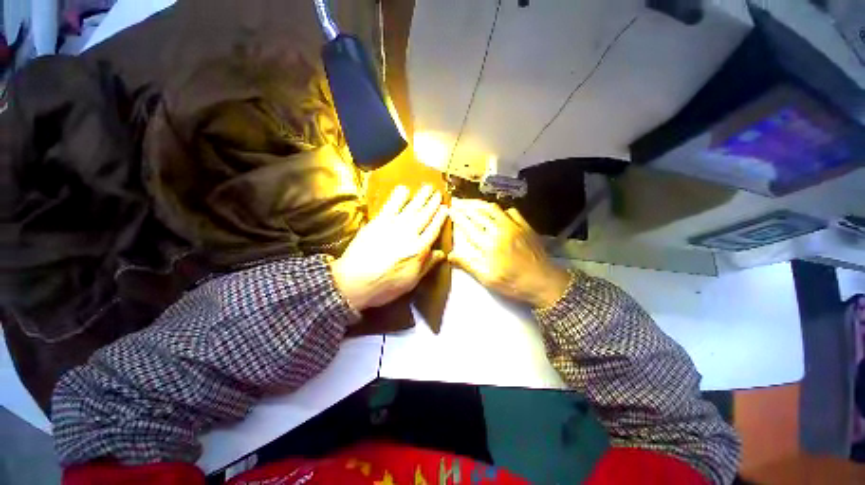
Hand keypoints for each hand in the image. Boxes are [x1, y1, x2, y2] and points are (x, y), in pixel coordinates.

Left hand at [330, 185, 446, 309]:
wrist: (354, 282)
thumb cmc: (385, 285)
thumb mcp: (411, 281)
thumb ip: (427, 265)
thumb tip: (442, 253)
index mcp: (419, 249)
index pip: (433, 229)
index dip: (440, 218)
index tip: (445, 208)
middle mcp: (409, 234)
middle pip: (424, 215)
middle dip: (432, 203)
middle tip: (438, 192)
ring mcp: (393, 226)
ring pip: (411, 208)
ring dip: (421, 196)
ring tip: (427, 187)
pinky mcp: (378, 222)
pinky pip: (391, 205)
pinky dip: (398, 196)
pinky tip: (404, 189)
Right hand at [449, 198, 569, 308]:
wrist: (544, 281)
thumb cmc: (513, 282)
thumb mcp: (487, 278)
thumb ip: (468, 264)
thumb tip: (450, 255)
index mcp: (489, 244)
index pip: (469, 226)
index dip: (458, 217)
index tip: (450, 210)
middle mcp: (500, 230)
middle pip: (479, 214)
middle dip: (466, 207)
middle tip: (457, 202)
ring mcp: (514, 226)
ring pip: (493, 209)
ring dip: (480, 205)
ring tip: (471, 203)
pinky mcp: (525, 226)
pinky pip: (511, 211)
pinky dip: (500, 210)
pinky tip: (497, 212)